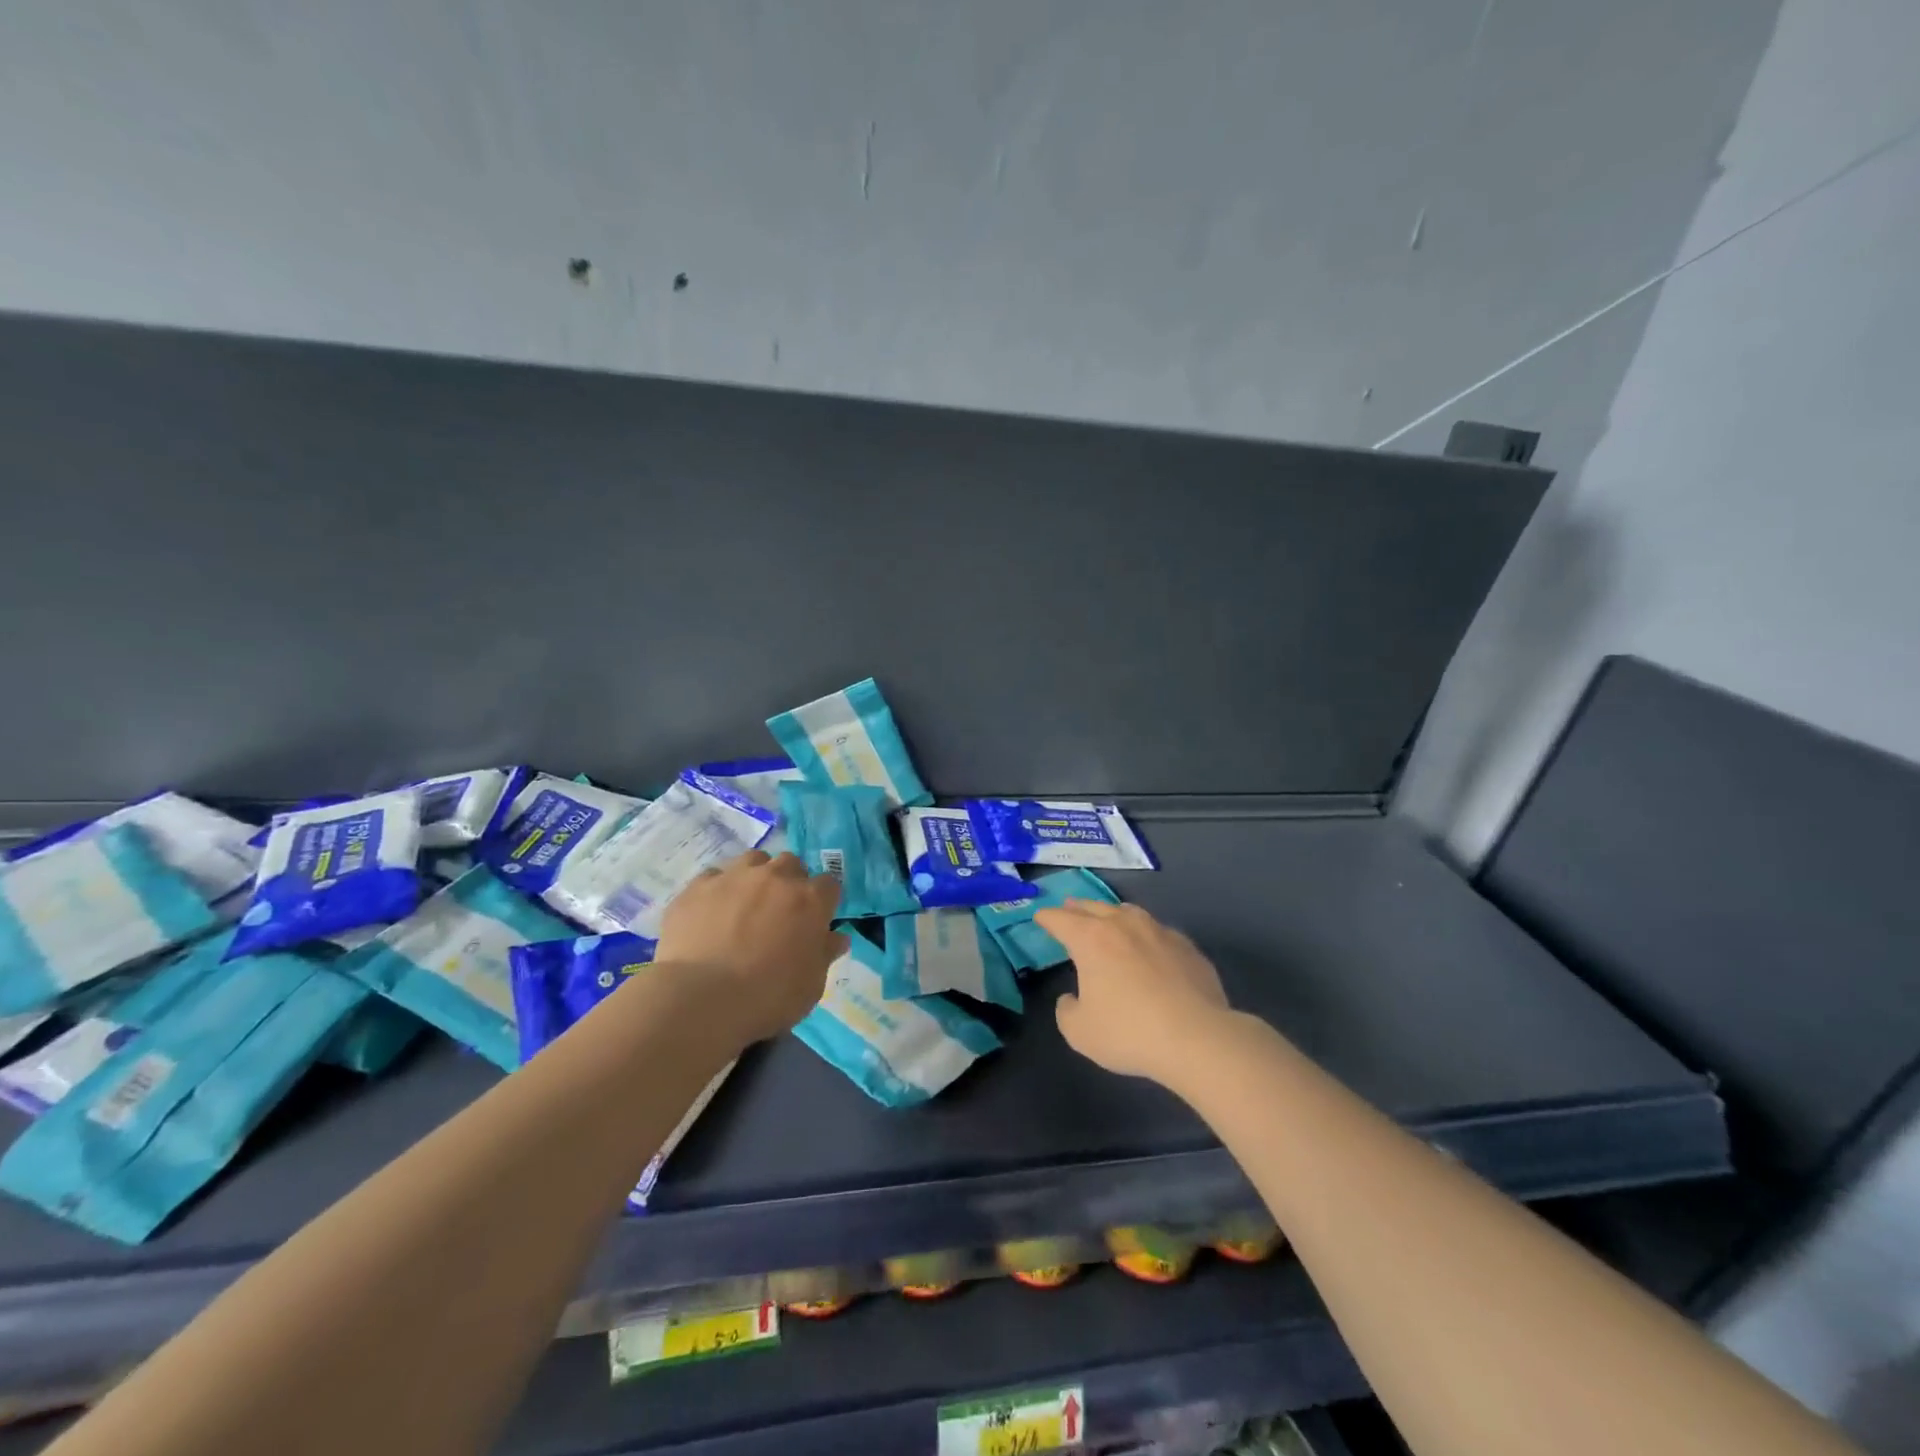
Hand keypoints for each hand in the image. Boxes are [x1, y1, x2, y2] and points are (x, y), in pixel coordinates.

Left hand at [656, 851, 844, 1043]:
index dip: (823, 902)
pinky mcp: (698, 886)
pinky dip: (718, 890)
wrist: (701, 999)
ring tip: (745, 905)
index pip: (829, 885)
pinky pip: (714, 877)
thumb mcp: (811, 985)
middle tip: (780, 913)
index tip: (816, 921)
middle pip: (791, 864)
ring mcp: (735, 877)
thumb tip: (835, 937)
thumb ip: (824, 954)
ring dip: (756, 877)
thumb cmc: (767, 997)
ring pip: (753, 861)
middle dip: (790, 882)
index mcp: (810, 900)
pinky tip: (710, 914)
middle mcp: (776, 877)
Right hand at [1037, 900, 1232, 1085]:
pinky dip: (1145, 934)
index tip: (1040, 917)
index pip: (1061, 919)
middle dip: (1077, 908)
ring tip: (1108, 918)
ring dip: (1112, 913)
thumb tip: (1072, 998)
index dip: (1047, 918)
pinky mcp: (1187, 947)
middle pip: (1093, 907)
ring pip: (1129, 912)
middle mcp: (1123, 925)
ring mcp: (1158, 932)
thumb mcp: (1079, 1032)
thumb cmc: (1129, 1032)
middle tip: (1068, 908)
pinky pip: (1158, 931)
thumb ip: (1067, 1010)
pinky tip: (1150, 946)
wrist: (1197, 1037)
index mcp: (1091, 939)